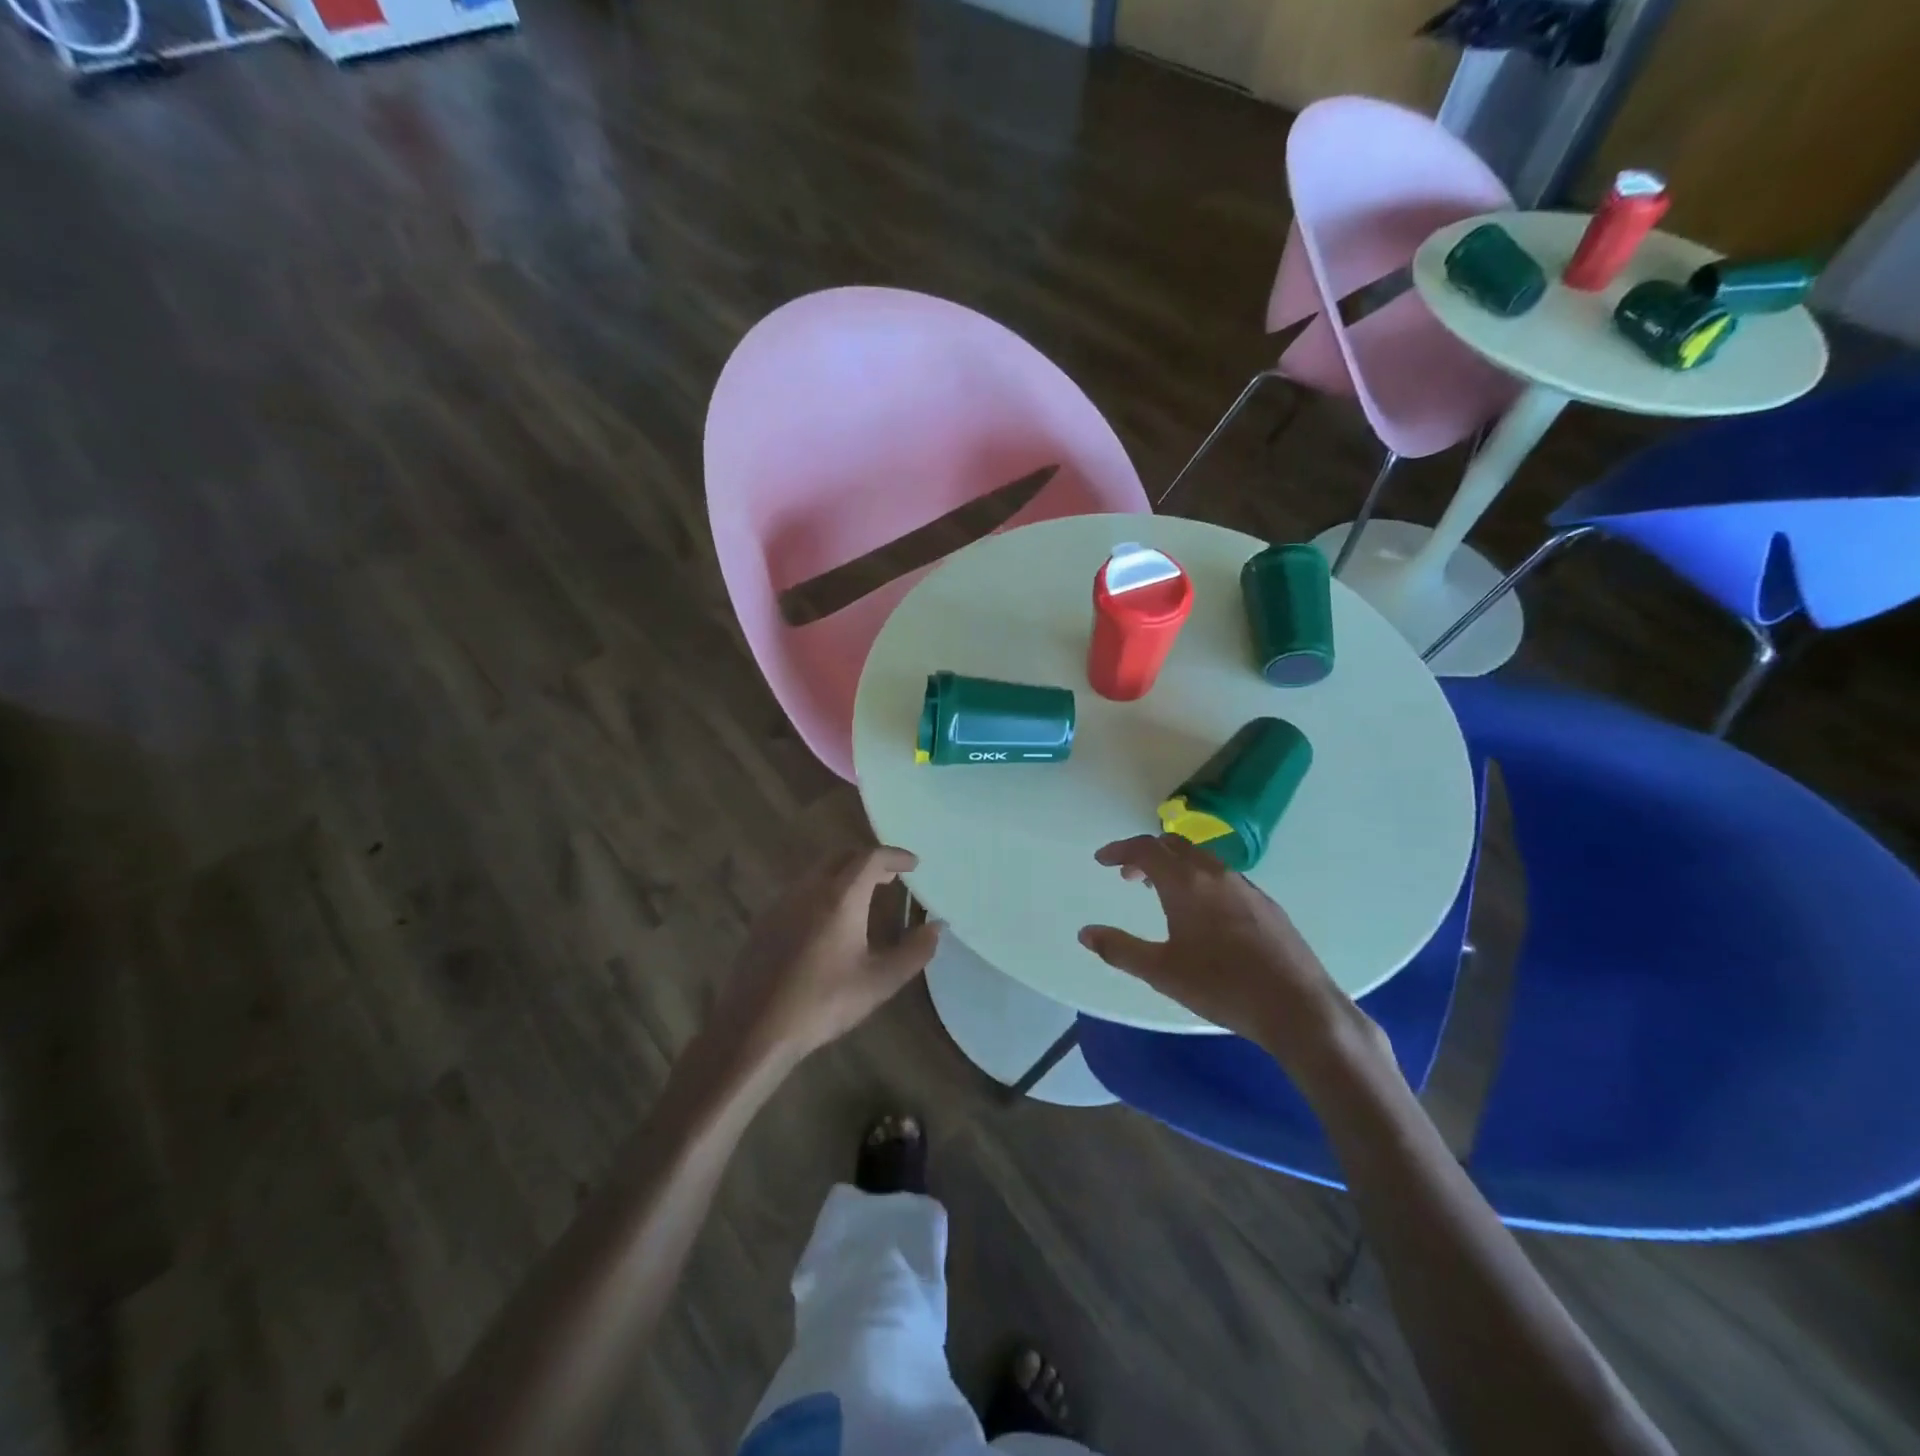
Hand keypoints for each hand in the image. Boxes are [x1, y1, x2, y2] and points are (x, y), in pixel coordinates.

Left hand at [716, 846, 940, 1069]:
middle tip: (890, 878)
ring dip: (844, 875)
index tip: (913, 865)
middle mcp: (809, 889)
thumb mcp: (879, 982)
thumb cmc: (823, 1003)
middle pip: (842, 856)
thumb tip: (936, 927)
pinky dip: (823, 891)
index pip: (871, 858)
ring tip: (864, 896)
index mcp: (840, 897)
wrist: (754, 1028)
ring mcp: (782, 903)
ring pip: (818, 872)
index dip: (895, 856)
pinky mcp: (765, 921)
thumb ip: (914, 952)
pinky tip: (828, 921)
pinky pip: (800, 891)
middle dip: (869, 860)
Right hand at [1078, 834, 1371, 1066]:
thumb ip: (1120, 949)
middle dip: (1147, 855)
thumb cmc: (1221, 986)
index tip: (1102, 860)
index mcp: (1186, 882)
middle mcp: (1215, 873)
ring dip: (1174, 867)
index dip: (1120, 850)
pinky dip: (1199, 880)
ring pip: (1201, 860)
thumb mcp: (1161, 971)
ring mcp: (1245, 886)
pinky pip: (1222, 877)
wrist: (1297, 1006)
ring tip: (1161, 894)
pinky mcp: (1265, 904)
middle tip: (1129, 877)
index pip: (1146, 848)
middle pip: (1174, 845)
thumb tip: (1085, 933)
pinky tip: (1203, 914)